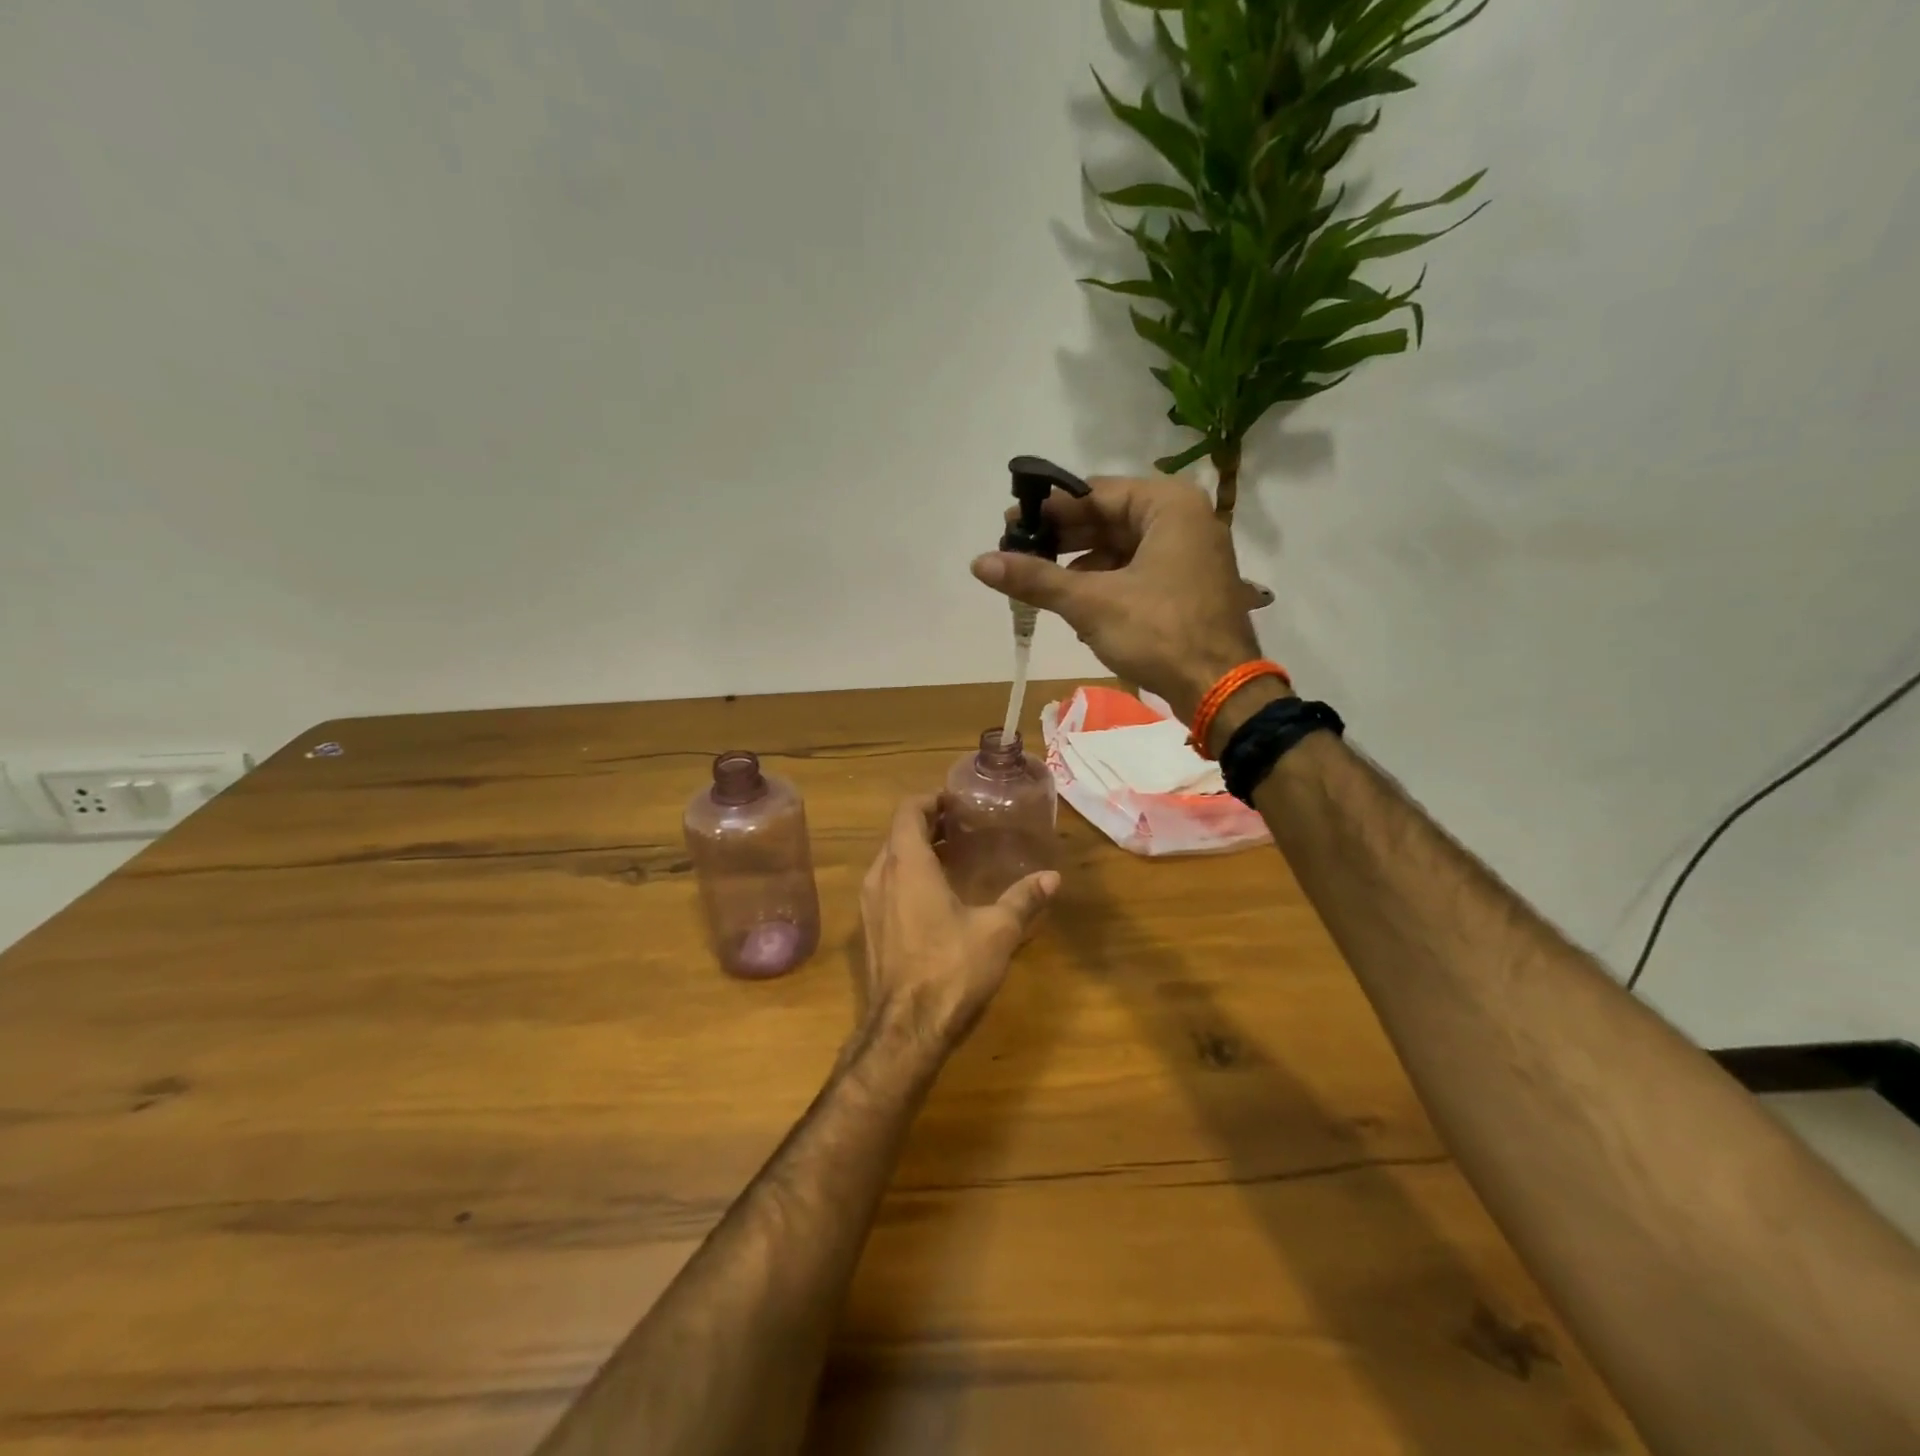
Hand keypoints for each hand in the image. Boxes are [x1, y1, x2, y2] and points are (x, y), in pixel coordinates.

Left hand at [857, 796, 1059, 1050]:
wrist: (905, 1030)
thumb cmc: (951, 968)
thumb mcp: (997, 931)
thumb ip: (1023, 899)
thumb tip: (1052, 878)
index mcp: (907, 864)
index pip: (908, 811)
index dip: (930, 800)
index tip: (956, 802)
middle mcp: (880, 876)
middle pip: (898, 834)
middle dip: (928, 824)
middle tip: (963, 826)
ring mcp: (869, 904)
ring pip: (890, 861)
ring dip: (917, 852)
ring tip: (954, 857)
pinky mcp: (869, 929)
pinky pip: (887, 886)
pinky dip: (908, 877)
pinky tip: (937, 896)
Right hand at [971, 475, 1263, 723]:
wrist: (1220, 689)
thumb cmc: (1160, 633)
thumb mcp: (1091, 603)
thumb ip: (1036, 579)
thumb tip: (979, 562)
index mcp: (1168, 505)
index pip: (1095, 494)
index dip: (1049, 511)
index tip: (1010, 526)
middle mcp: (1184, 519)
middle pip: (1108, 519)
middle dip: (1063, 540)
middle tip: (1018, 555)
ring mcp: (1189, 553)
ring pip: (1121, 547)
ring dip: (1081, 566)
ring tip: (1041, 585)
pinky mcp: (1187, 584)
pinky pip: (1137, 570)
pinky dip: (1105, 584)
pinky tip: (1077, 607)